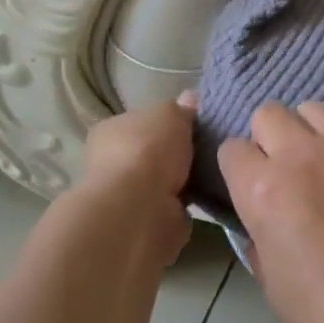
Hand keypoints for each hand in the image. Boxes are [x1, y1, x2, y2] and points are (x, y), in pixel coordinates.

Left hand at [76, 94, 197, 264]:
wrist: (138, 210)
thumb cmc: (148, 150)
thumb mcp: (170, 114)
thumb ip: (181, 108)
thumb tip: (189, 99)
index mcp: (110, 131)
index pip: (140, 122)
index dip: (166, 123)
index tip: (192, 126)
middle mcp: (111, 163)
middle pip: (151, 153)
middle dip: (175, 155)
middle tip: (208, 149)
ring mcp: (126, 196)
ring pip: (161, 183)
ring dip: (182, 182)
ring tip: (213, 174)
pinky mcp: (143, 223)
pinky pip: (170, 209)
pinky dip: (184, 206)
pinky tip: (206, 199)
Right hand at [217, 102, 323, 322]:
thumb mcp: (273, 284)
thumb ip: (258, 240)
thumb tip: (261, 222)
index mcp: (265, 189)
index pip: (232, 149)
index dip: (240, 169)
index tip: (252, 189)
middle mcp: (301, 154)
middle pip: (268, 113)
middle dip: (269, 138)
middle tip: (287, 172)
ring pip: (313, 109)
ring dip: (309, 132)